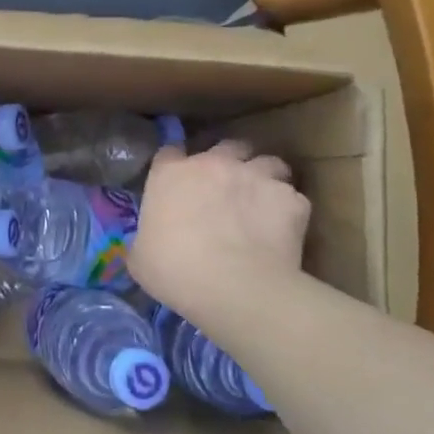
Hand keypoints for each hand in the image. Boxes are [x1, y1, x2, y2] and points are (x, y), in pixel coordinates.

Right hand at [129, 142, 309, 326]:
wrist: (233, 287)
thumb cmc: (174, 270)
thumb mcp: (140, 257)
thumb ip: (145, 238)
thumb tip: (144, 245)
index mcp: (171, 174)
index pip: (170, 152)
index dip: (176, 165)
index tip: (179, 183)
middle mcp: (214, 165)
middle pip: (227, 146)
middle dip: (229, 162)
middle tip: (227, 188)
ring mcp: (257, 177)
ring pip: (269, 162)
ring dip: (265, 177)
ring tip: (263, 201)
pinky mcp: (292, 200)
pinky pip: (293, 198)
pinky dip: (288, 210)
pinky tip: (283, 231)